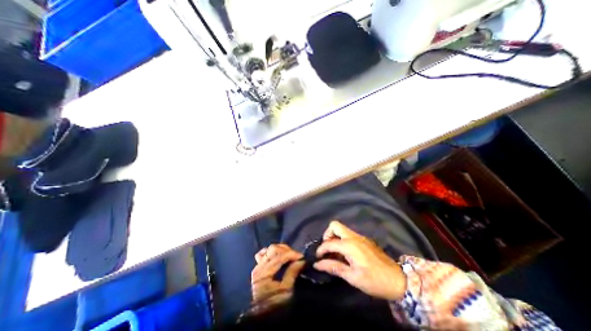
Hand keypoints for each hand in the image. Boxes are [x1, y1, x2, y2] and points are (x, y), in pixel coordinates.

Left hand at [250, 243, 303, 304]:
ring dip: (281, 249)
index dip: (291, 254)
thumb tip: (301, 261)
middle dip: (287, 250)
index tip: (302, 256)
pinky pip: (264, 254)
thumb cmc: (274, 305)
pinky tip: (279, 255)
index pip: (279, 256)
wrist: (263, 317)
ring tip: (289, 255)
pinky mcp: (258, 268)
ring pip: (269, 249)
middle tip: (296, 256)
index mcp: (264, 273)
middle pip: (273, 249)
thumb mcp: (286, 291)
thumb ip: (292, 273)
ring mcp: (257, 266)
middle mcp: (259, 267)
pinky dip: (272, 252)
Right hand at [314, 221, 406, 300]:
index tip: (318, 258)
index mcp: (349, 245)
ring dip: (335, 238)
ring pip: (342, 229)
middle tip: (327, 249)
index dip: (321, 249)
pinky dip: (342, 240)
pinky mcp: (364, 240)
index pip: (329, 242)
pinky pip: (348, 235)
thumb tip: (317, 264)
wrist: (398, 280)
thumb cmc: (374, 280)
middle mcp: (353, 237)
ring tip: (335, 253)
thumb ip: (334, 267)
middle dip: (327, 235)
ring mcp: (360, 237)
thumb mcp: (352, 277)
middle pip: (335, 225)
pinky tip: (346, 254)